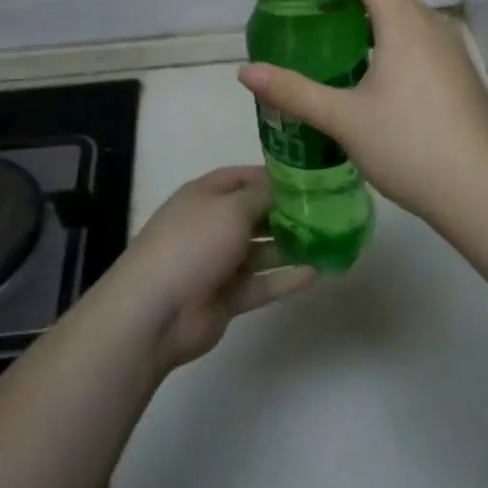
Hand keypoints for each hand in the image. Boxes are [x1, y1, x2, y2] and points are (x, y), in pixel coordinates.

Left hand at [110, 166, 315, 372]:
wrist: (156, 310)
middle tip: (330, 212)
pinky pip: (262, 283)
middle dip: (288, 212)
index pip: (244, 178)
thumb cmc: (193, 244)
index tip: (310, 180)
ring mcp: (219, 262)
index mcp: (206, 195)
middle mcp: (213, 224)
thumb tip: (286, 190)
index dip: (274, 177)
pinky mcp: (227, 296)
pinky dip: (286, 278)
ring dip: (292, 246)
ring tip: (331, 242)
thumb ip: (263, 197)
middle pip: (256, 213)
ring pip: (262, 250)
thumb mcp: (231, 208)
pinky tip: (317, 273)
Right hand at [238, 0, 487, 226]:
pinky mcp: (459, 74)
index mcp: (403, 21)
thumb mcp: (344, 119)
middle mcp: (431, 24)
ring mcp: (451, 49)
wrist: (483, 192)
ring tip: (329, 40)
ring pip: (403, 17)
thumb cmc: (410, 146)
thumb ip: (293, 91)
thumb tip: (245, 71)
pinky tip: (368, 73)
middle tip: (304, 11)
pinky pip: (417, 40)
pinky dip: (388, 40)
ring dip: (367, 19)